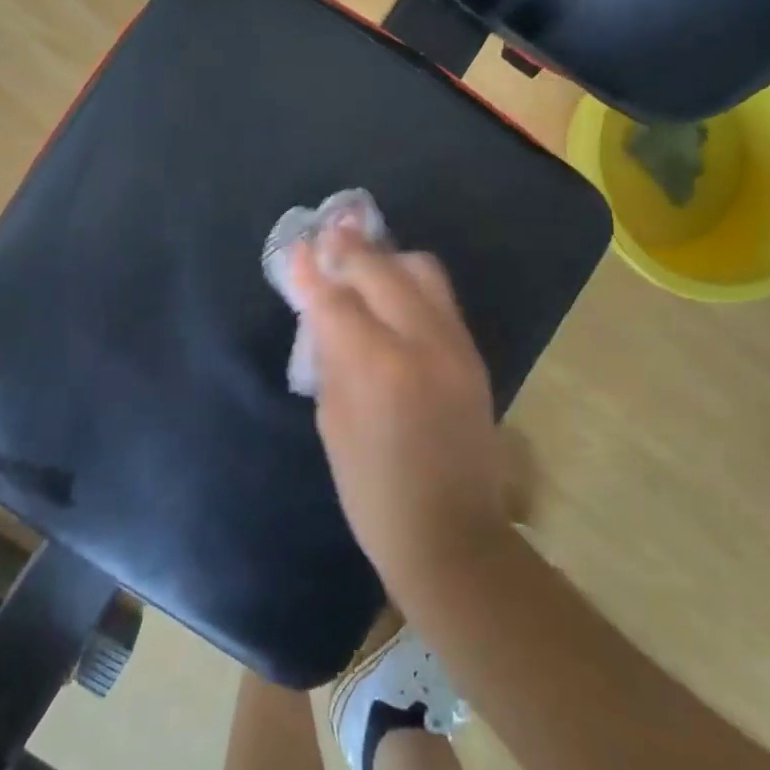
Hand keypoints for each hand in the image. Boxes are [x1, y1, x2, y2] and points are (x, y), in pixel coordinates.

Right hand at [288, 226, 508, 591]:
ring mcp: (454, 344)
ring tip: (361, 261)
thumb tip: (323, 309)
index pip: (336, 299)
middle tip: (326, 234)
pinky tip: (389, 290)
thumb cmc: (372, 491)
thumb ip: (330, 355)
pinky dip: (409, 281)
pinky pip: (438, 295)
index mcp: (377, 367)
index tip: (296, 247)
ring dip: (386, 258)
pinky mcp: (472, 352)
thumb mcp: (332, 422)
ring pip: (420, 269)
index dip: (312, 270)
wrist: (452, 535)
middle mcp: (421, 342)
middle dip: (348, 248)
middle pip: (381, 269)